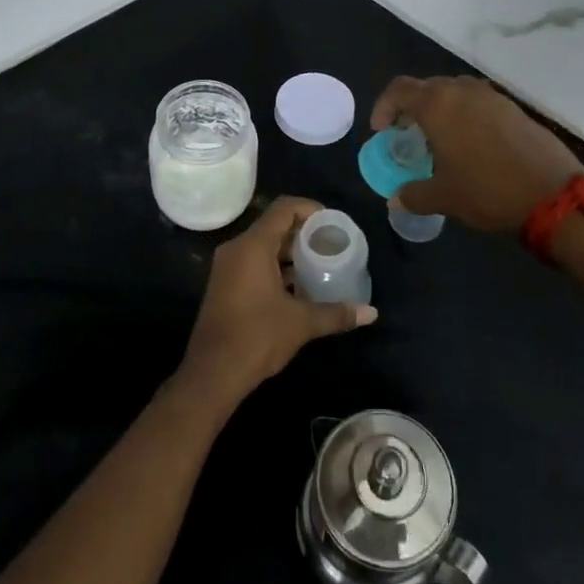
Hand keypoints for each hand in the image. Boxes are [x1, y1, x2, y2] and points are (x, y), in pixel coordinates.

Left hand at [175, 197, 376, 415]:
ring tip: (319, 264)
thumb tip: (371, 313)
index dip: (310, 209)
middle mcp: (237, 249)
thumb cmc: (257, 337)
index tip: (332, 224)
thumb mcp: (301, 323)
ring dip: (290, 252)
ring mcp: (227, 267)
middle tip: (331, 245)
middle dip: (304, 233)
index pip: (284, 209)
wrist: (212, 374)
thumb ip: (336, 313)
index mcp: (253, 246)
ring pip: (263, 246)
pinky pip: (254, 262)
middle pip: (274, 225)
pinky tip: (298, 287)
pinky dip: (276, 267)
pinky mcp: (225, 285)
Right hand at [372, 76, 583, 231]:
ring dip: (441, 110)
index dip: (384, 107)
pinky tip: (471, 145)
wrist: (553, 193)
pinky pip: (479, 103)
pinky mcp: (513, 107)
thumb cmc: (487, 190)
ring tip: (439, 140)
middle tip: (408, 135)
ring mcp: (491, 96)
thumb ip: (413, 195)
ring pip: (455, 93)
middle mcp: (462, 91)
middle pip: (427, 88)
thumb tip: (395, 199)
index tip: (382, 131)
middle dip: (412, 108)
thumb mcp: (443, 197)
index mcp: (437, 104)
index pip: (399, 90)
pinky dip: (466, 116)